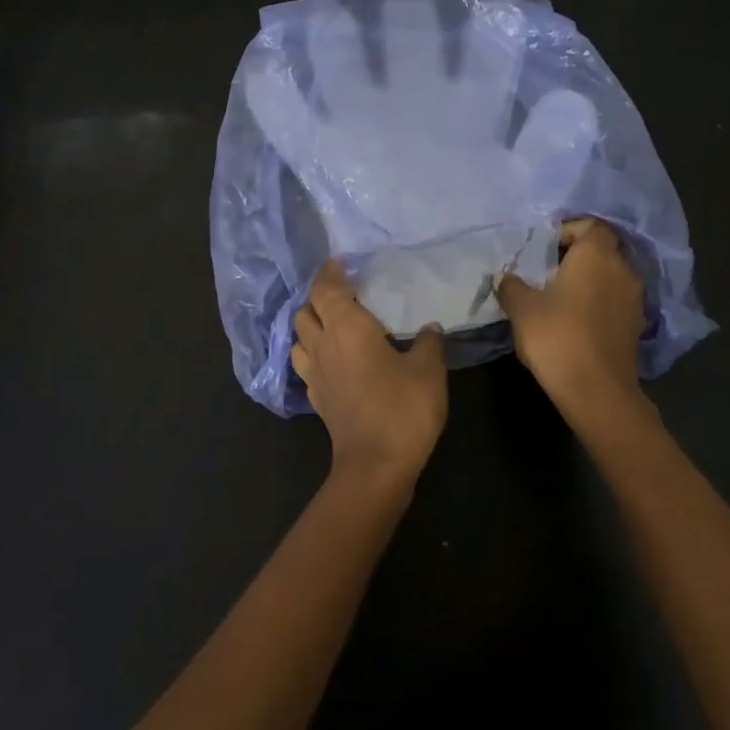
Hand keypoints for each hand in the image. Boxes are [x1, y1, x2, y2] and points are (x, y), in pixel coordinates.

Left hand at [292, 261, 448, 485]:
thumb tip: (429, 327)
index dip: (331, 273)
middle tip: (343, 293)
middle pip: (306, 310)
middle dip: (319, 297)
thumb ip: (429, 343)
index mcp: (347, 327)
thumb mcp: (428, 370)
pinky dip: (314, 353)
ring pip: (299, 337)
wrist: (375, 467)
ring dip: (312, 325)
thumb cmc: (402, 408)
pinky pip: (306, 365)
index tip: (341, 262)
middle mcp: (323, 344)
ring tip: (334, 324)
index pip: (327, 289)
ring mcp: (315, 374)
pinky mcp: (317, 399)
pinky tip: (333, 360)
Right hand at [498, 220, 657, 435]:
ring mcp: (634, 299)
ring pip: (610, 277)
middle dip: (577, 257)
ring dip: (589, 282)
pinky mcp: (636, 326)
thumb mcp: (522, 308)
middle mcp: (623, 269)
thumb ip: (512, 286)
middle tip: (547, 273)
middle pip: (602, 250)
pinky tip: (576, 322)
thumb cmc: (557, 336)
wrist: (596, 391)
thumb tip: (507, 277)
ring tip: (559, 299)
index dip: (568, 231)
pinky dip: (599, 304)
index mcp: (597, 254)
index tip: (545, 249)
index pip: (591, 225)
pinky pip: (615, 302)